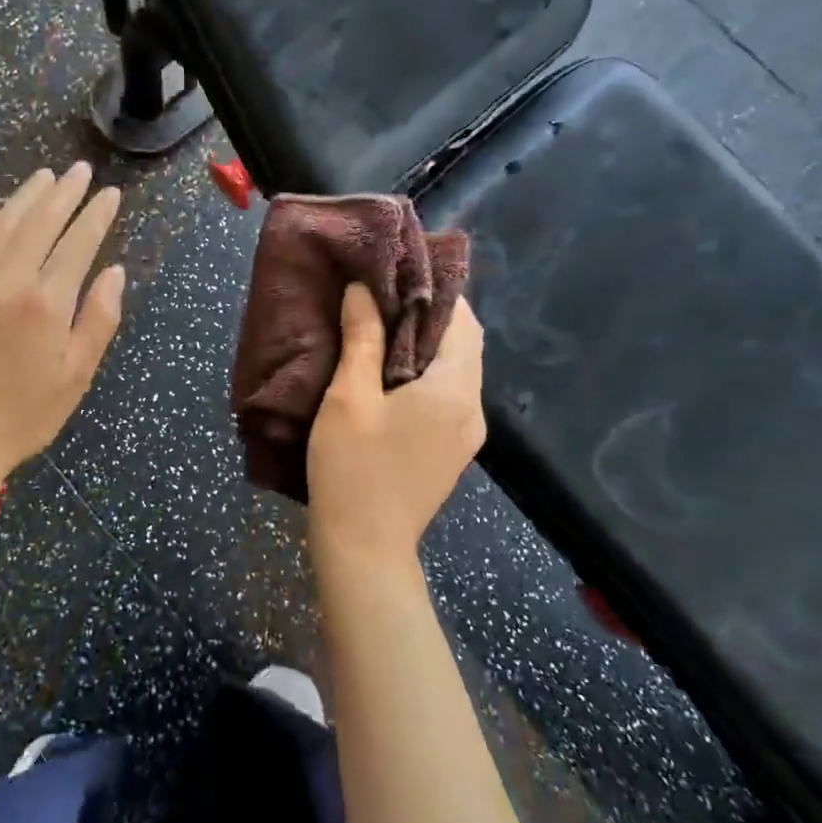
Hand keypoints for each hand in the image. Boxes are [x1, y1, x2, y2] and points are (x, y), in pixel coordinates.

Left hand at [0, 163, 124, 486]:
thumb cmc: (26, 414)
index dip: (96, 216)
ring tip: (44, 176)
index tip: (111, 194)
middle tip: (80, 170)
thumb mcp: (77, 375)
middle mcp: (8, 282)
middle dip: (64, 194)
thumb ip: (98, 319)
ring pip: (1, 226)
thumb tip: (114, 273)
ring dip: (24, 198)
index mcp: (46, 303)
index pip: (77, 244)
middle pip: (39, 224)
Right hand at [306, 284, 485, 577]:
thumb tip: (363, 289)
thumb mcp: (349, 397)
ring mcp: (466, 435)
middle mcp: (472, 409)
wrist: (364, 548)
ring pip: (456, 371)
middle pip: (464, 345)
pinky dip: (425, 374)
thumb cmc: (353, 468)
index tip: (398, 274)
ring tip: (380, 328)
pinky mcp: (451, 452)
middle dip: (430, 316)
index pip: (463, 321)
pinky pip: (447, 395)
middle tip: (382, 297)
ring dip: (426, 345)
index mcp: (455, 390)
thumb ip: (361, 338)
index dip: (436, 291)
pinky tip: (388, 374)